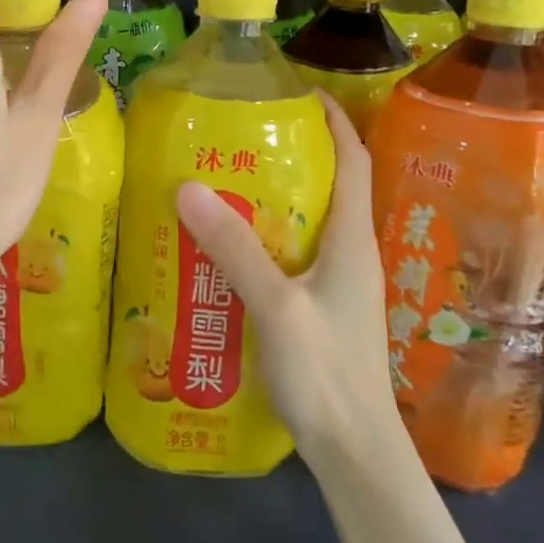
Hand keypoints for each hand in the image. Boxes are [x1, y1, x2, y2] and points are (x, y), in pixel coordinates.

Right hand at [175, 93, 397, 456]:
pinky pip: (293, 255)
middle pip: (330, 186)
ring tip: (225, 182)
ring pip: (308, 222)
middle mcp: (350, 253)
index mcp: (352, 240)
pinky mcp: (321, 308)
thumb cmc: (327, 373)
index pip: (354, 160)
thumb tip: (189, 186)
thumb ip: (235, 249)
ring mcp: (337, 284)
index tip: (300, 91)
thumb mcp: (277, 305)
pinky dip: (266, 237)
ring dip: (275, 197)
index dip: (334, 120)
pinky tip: (227, 247)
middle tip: (240, 136)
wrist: (354, 450)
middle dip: (294, 154)